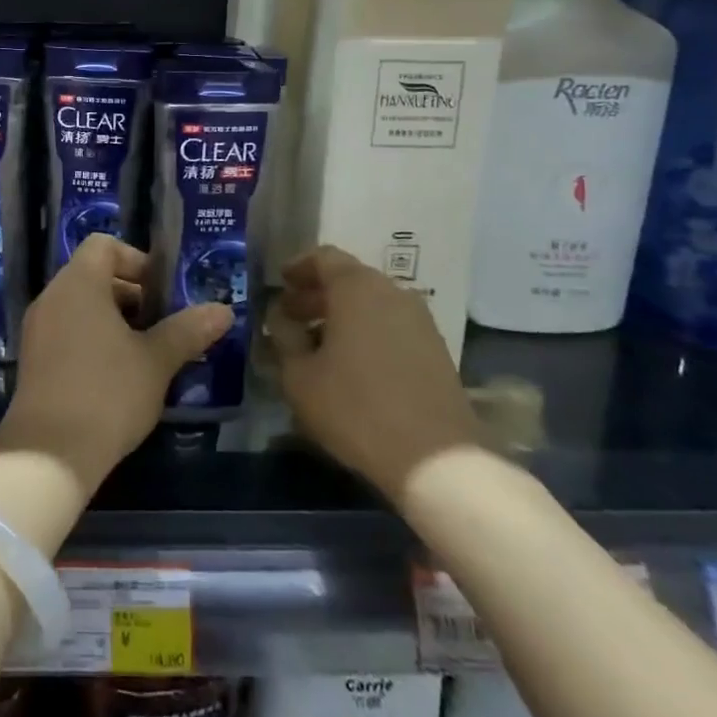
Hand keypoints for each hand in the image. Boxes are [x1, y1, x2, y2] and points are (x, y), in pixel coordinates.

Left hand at [0, 235, 231, 493]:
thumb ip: (188, 330)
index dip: (137, 260)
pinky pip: (65, 330)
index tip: (163, 293)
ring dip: (113, 319)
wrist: (48, 453)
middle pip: (93, 274)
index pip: (104, 245)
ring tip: (145, 354)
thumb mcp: (156, 361)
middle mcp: (52, 296)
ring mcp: (37, 328)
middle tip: (163, 325)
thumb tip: (223, 310)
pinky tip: (116, 376)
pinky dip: (91, 339)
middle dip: (131, 294)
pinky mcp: (32, 358)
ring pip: (80, 305)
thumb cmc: (107, 393)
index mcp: (79, 283)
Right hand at [271, 246, 480, 503]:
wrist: (435, 459)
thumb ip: (284, 336)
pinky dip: (366, 331)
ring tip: (317, 342)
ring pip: (372, 303)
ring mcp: (420, 321)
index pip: (323, 257)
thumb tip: (281, 318)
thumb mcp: (299, 374)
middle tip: (291, 316)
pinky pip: (391, 325)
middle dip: (317, 294)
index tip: (279, 284)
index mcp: (357, 287)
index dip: (297, 268)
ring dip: (342, 315)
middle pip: (349, 279)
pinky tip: (350, 363)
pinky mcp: (436, 350)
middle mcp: (392, 293)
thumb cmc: (355, 407)